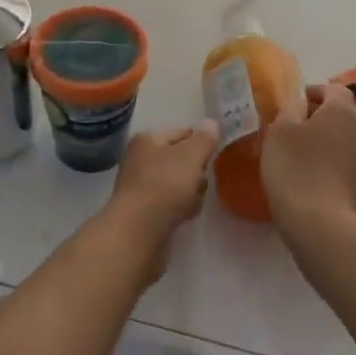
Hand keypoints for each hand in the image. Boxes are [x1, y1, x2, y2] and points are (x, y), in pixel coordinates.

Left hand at [107, 121, 217, 276]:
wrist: (139, 231)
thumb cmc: (165, 185)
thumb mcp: (191, 156)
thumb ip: (204, 139)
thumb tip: (211, 123)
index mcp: (147, 140)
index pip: (180, 133)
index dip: (200, 141)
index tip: (217, 151)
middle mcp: (140, 160)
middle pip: (178, 159)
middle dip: (196, 169)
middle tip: (205, 178)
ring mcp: (140, 187)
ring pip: (176, 183)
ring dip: (191, 190)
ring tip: (197, 199)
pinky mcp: (144, 213)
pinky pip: (170, 204)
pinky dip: (181, 207)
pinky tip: (188, 215)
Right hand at [262, 82, 355, 246]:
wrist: (326, 228)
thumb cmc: (296, 170)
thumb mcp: (279, 132)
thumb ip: (289, 109)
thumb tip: (297, 101)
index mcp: (343, 110)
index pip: (333, 89)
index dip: (314, 92)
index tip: (294, 105)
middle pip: (347, 114)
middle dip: (327, 117)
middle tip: (301, 130)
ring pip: (354, 140)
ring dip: (337, 142)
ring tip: (313, 156)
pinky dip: (342, 166)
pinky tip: (323, 180)